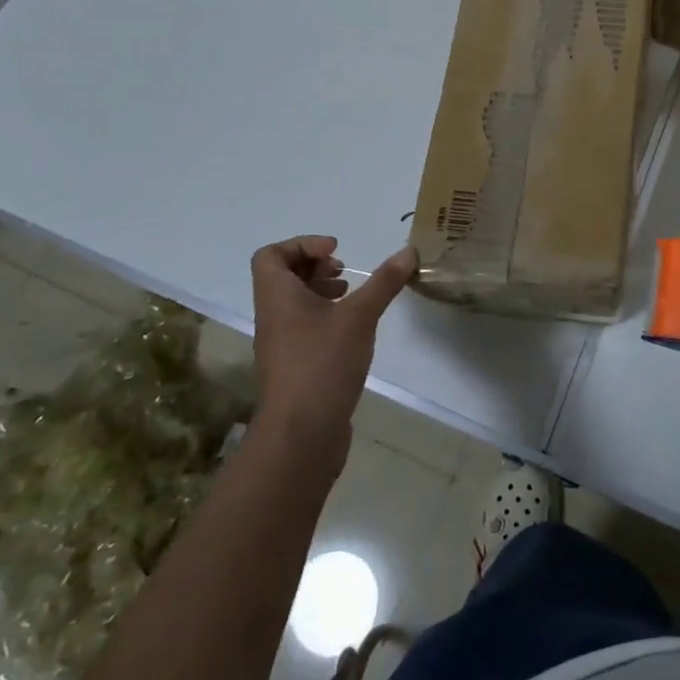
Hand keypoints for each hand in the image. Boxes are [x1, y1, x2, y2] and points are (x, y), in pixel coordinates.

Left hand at [250, 236, 415, 460]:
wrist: (301, 435)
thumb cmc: (323, 363)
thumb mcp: (360, 316)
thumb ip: (384, 282)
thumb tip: (409, 251)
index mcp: (277, 297)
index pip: (271, 255)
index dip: (302, 245)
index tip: (336, 251)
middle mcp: (272, 317)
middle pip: (282, 277)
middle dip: (315, 266)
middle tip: (344, 272)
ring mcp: (281, 344)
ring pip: (294, 303)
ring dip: (321, 292)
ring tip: (352, 297)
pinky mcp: (294, 367)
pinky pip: (303, 328)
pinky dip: (325, 318)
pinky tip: (353, 330)